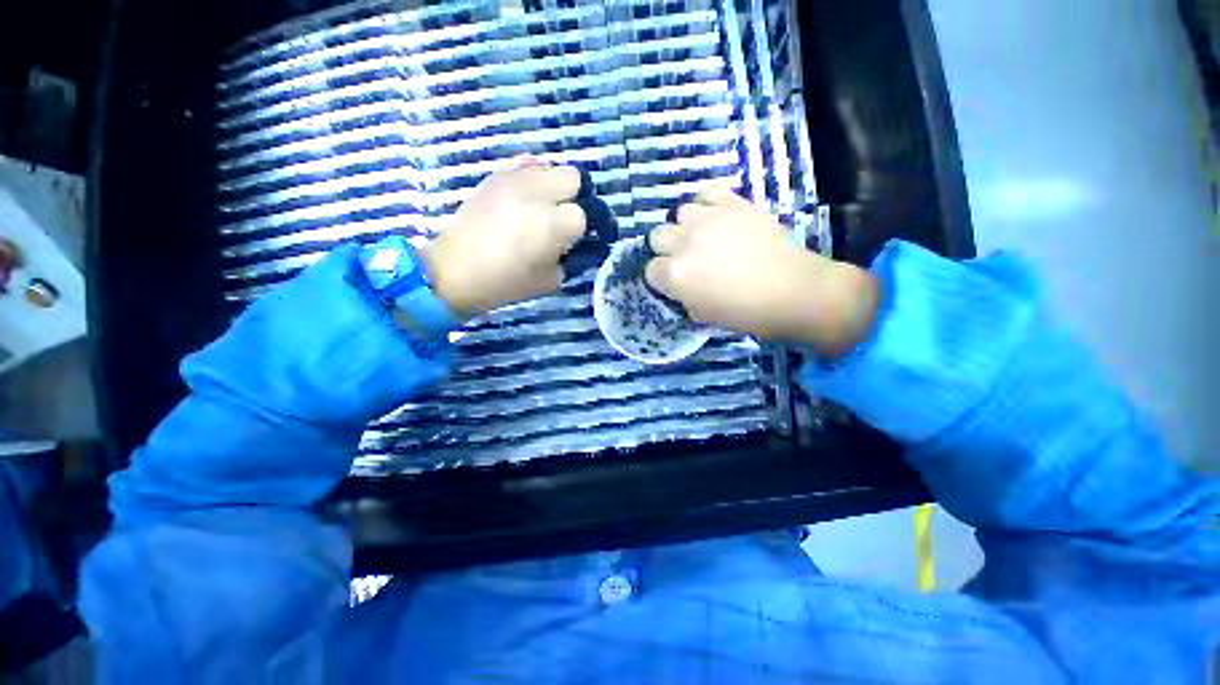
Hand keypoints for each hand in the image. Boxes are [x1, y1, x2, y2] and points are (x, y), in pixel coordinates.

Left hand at [421, 157, 584, 318]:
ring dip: (554, 186)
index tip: (570, 241)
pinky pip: (525, 162)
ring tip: (542, 206)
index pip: (582, 215)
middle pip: (573, 178)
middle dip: (573, 198)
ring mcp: (513, 179)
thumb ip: (569, 257)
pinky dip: (532, 176)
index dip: (578, 230)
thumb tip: (572, 242)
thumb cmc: (507, 282)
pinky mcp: (495, 175)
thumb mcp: (552, 279)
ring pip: (550, 166)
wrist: (457, 270)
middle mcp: (536, 194)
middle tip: (561, 217)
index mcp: (551, 224)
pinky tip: (525, 195)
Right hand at [645, 187, 879, 358]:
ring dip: (687, 226)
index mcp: (675, 275)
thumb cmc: (746, 313)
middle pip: (657, 235)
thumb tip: (681, 286)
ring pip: (680, 213)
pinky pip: (706, 194)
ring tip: (705, 235)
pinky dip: (707, 204)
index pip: (650, 270)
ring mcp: (708, 219)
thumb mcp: (703, 315)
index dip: (662, 278)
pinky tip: (717, 217)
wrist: (793, 291)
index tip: (675, 282)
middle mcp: (684, 243)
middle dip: (667, 248)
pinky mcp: (732, 203)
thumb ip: (683, 297)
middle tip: (687, 258)